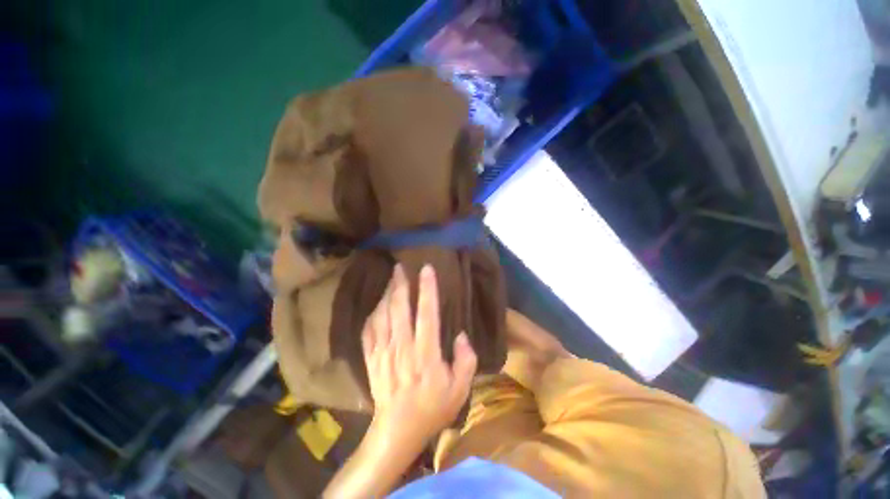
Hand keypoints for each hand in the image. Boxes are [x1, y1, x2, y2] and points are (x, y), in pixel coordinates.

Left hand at [323, 264, 476, 497]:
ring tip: (391, 279)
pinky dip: (373, 313)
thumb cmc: (432, 408)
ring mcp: (383, 352)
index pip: (427, 313)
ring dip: (386, 294)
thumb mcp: (460, 389)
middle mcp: (402, 347)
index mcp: (425, 353)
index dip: (427, 288)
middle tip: (400, 267)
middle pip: (399, 307)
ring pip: (382, 314)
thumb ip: (466, 360)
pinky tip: (378, 304)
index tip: (426, 269)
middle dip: (400, 283)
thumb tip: (462, 336)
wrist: (397, 430)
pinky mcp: (371, 358)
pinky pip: (368, 329)